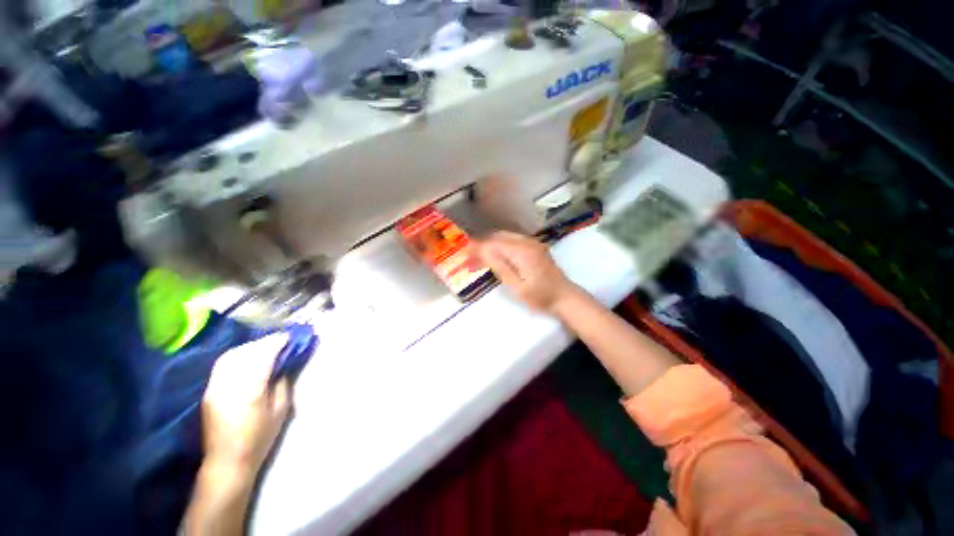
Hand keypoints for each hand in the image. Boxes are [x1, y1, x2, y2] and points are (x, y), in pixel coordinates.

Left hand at [201, 333, 291, 475]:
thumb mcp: (281, 409)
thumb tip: (284, 364)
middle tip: (281, 340)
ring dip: (250, 346)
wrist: (228, 460)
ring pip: (232, 355)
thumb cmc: (260, 437)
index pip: (263, 357)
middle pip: (246, 352)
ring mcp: (215, 387)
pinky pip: (223, 364)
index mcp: (250, 391)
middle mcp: (229, 385)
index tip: (290, 337)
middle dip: (265, 342)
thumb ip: (282, 383)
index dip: (277, 343)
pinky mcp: (209, 390)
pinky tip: (248, 356)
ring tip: (265, 346)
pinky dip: (238, 354)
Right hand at [471, 231, 577, 312]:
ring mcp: (532, 243)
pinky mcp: (534, 247)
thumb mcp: (518, 287)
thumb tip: (482, 250)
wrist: (564, 297)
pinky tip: (494, 257)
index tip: (464, 253)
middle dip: (482, 246)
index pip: (494, 243)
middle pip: (498, 237)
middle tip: (469, 259)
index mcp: (523, 251)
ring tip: (478, 260)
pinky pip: (512, 241)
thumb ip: (500, 266)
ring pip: (504, 237)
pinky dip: (499, 247)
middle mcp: (527, 242)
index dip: (477, 246)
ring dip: (489, 246)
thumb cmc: (540, 297)